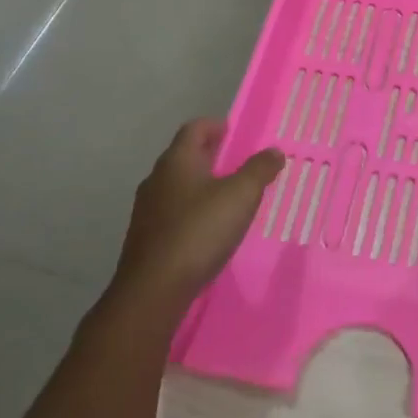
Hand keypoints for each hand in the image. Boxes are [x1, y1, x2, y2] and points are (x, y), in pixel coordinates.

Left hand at [108, 119, 283, 321]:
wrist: (153, 291)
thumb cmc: (200, 231)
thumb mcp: (241, 195)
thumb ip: (259, 169)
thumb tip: (273, 151)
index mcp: (177, 160)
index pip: (194, 128)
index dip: (216, 126)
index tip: (235, 133)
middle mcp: (157, 179)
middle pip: (185, 156)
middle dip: (211, 156)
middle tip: (238, 164)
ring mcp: (146, 210)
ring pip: (177, 186)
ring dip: (201, 186)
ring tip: (227, 198)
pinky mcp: (144, 238)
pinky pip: (172, 213)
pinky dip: (191, 212)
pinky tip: (208, 230)